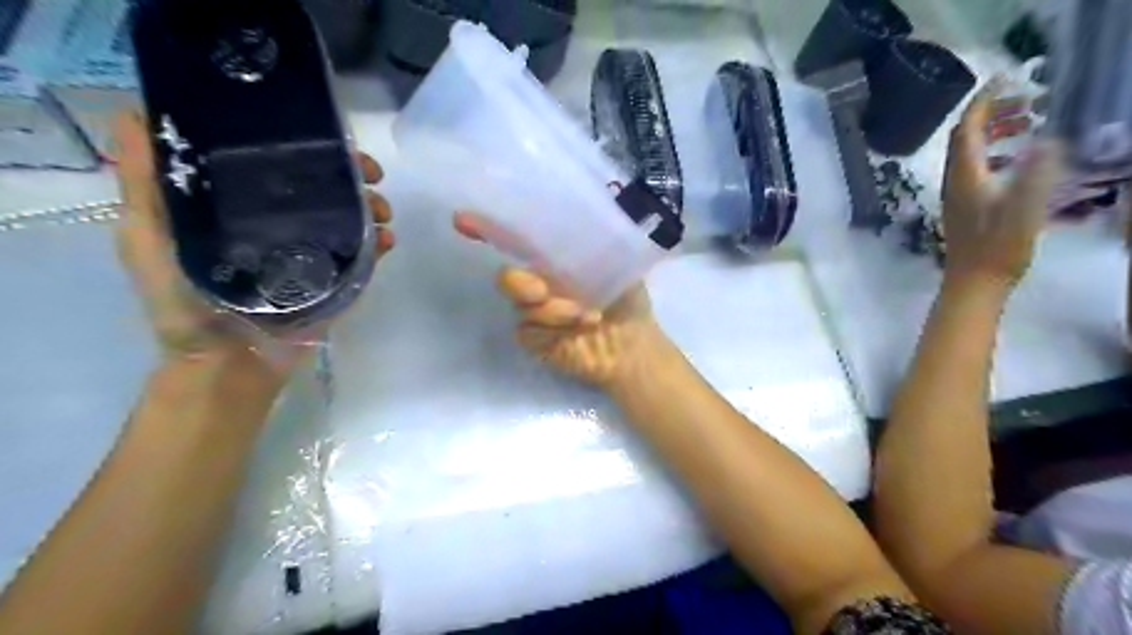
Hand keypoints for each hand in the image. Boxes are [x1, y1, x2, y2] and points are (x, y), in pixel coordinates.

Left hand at [112, 112, 393, 370]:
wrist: (229, 365)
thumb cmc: (181, 303)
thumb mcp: (148, 237)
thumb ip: (143, 184)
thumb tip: (134, 112)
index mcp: (243, 208)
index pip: (277, 163)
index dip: (302, 142)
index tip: (324, 133)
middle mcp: (283, 225)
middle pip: (323, 187)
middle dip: (351, 173)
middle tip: (370, 172)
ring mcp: (315, 253)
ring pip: (351, 217)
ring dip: (373, 205)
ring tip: (382, 209)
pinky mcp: (337, 281)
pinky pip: (365, 255)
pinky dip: (380, 242)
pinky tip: (387, 238)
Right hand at [454, 211, 664, 387]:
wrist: (633, 344)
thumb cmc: (627, 299)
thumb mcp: (617, 264)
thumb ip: (592, 242)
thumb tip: (577, 211)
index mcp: (553, 261)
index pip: (515, 242)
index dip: (487, 229)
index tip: (462, 221)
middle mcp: (538, 284)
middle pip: (507, 276)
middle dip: (520, 282)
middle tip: (542, 290)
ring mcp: (533, 313)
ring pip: (521, 306)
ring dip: (555, 311)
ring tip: (588, 317)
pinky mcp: (534, 340)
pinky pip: (528, 331)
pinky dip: (555, 330)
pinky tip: (580, 330)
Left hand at [943, 82, 1067, 292]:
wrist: (972, 283)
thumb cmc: (998, 248)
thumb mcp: (1024, 208)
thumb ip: (1037, 173)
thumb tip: (1049, 138)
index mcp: (965, 176)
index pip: (966, 130)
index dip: (982, 103)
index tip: (1005, 80)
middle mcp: (954, 181)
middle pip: (964, 139)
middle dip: (991, 114)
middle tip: (1027, 101)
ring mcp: (957, 195)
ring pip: (969, 154)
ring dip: (994, 133)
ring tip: (1028, 123)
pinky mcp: (964, 207)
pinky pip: (975, 170)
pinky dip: (994, 154)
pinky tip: (1017, 160)